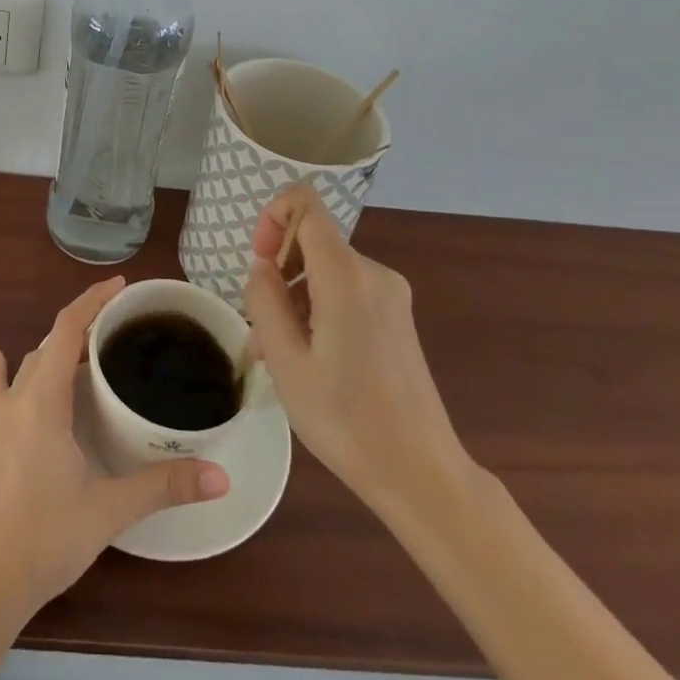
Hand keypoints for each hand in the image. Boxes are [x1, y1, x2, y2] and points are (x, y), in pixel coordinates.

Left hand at [0, 277, 229, 621]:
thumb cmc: (46, 537)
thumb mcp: (110, 509)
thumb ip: (164, 487)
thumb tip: (220, 476)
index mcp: (44, 400)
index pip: (66, 329)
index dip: (92, 301)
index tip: (121, 287)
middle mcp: (19, 399)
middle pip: (50, 342)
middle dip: (83, 324)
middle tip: (122, 324)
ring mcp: (1, 419)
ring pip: (31, 365)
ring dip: (57, 348)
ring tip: (91, 347)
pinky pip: (0, 391)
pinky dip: (5, 370)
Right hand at [243, 186, 471, 513]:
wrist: (421, 474)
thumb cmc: (346, 420)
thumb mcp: (286, 362)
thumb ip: (265, 301)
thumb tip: (262, 267)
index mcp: (346, 276)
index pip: (306, 204)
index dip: (272, 217)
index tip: (258, 262)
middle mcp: (373, 273)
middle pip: (313, 242)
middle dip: (277, 273)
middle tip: (259, 329)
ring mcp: (391, 295)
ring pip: (325, 272)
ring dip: (294, 299)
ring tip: (275, 355)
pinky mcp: (397, 318)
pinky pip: (345, 292)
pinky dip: (318, 310)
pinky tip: (307, 359)